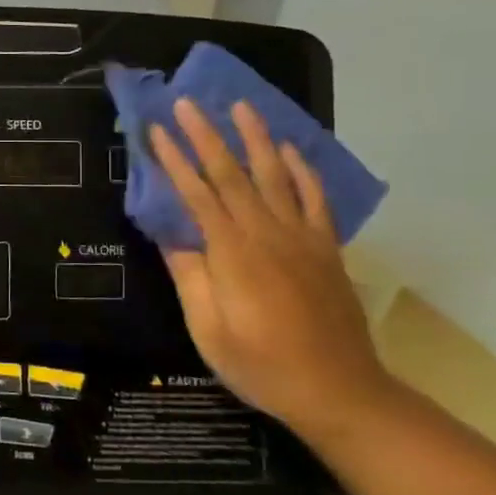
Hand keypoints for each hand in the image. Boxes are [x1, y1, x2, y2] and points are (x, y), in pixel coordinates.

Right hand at [149, 98, 389, 440]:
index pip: (197, 195)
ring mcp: (302, 238)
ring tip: (240, 106)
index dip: (174, 161)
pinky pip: (315, 199)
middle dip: (206, 136)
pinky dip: (302, 171)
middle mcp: (268, 234)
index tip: (155, 131)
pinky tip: (289, 150)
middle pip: (232, 174)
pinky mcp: (326, 249)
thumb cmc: (262, 366)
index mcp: (233, 254)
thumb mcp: (209, 330)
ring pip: (274, 176)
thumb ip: (190, 277)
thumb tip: (171, 236)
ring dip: (255, 138)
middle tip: (186, 102)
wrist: (340, 392)